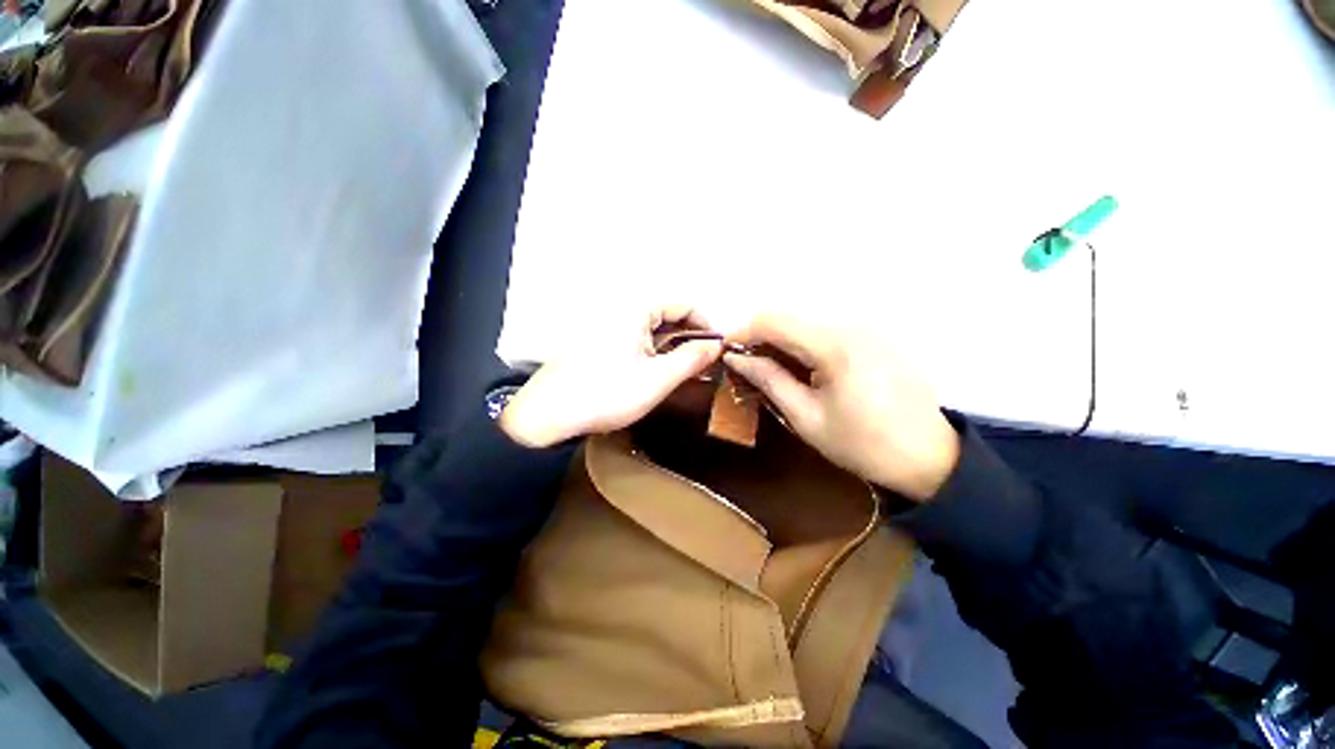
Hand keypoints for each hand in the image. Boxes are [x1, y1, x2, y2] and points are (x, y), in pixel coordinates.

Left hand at [499, 306, 722, 448]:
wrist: (549, 414)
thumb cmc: (607, 394)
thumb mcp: (657, 379)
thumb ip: (691, 359)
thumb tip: (717, 345)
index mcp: (636, 309)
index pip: (684, 304)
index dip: (705, 325)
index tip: (717, 349)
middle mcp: (621, 308)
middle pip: (668, 314)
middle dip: (690, 337)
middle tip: (702, 364)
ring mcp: (609, 323)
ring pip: (653, 327)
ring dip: (672, 346)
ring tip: (683, 371)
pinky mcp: (601, 339)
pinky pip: (637, 337)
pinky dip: (653, 350)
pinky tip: (657, 370)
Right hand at [724, 313, 958, 501]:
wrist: (928, 456)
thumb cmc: (863, 444)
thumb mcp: (806, 418)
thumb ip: (769, 380)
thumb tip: (736, 358)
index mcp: (835, 346)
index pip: (774, 321)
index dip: (743, 332)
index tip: (727, 351)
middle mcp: (851, 325)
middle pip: (788, 314)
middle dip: (759, 334)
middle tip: (745, 363)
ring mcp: (865, 326)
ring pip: (804, 318)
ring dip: (779, 337)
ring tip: (769, 366)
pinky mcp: (872, 333)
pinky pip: (823, 326)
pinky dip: (801, 340)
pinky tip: (799, 365)